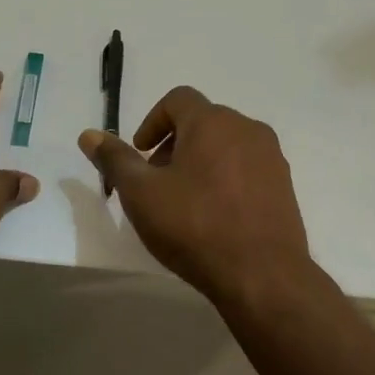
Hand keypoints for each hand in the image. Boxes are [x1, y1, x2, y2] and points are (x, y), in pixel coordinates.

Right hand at [78, 86, 311, 305]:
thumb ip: (115, 160)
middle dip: (174, 144)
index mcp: (213, 122)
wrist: (263, 275)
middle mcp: (247, 129)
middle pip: (203, 121)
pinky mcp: (285, 185)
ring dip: (200, 161)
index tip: (140, 153)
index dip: (152, 121)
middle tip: (156, 181)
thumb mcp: (142, 194)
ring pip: (226, 145)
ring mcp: (271, 157)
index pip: (178, 99)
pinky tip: (214, 216)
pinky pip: (247, 168)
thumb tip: (89, 135)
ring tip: (184, 201)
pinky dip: (225, 178)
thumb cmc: (195, 227)